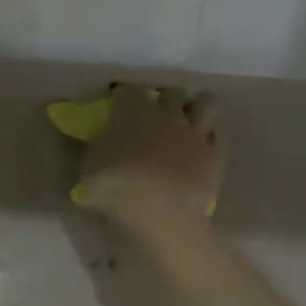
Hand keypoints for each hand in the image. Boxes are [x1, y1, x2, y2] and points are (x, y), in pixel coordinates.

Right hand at [77, 86, 220, 233]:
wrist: (160, 214)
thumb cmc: (115, 189)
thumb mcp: (87, 171)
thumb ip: (92, 151)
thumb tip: (91, 143)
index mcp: (133, 113)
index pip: (128, 91)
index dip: (123, 97)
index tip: (117, 106)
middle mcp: (167, 115)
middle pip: (171, 92)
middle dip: (163, 99)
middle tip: (155, 114)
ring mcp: (195, 134)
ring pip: (206, 103)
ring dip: (196, 108)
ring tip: (187, 121)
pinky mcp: (214, 156)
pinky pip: (218, 137)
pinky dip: (210, 139)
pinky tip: (201, 149)